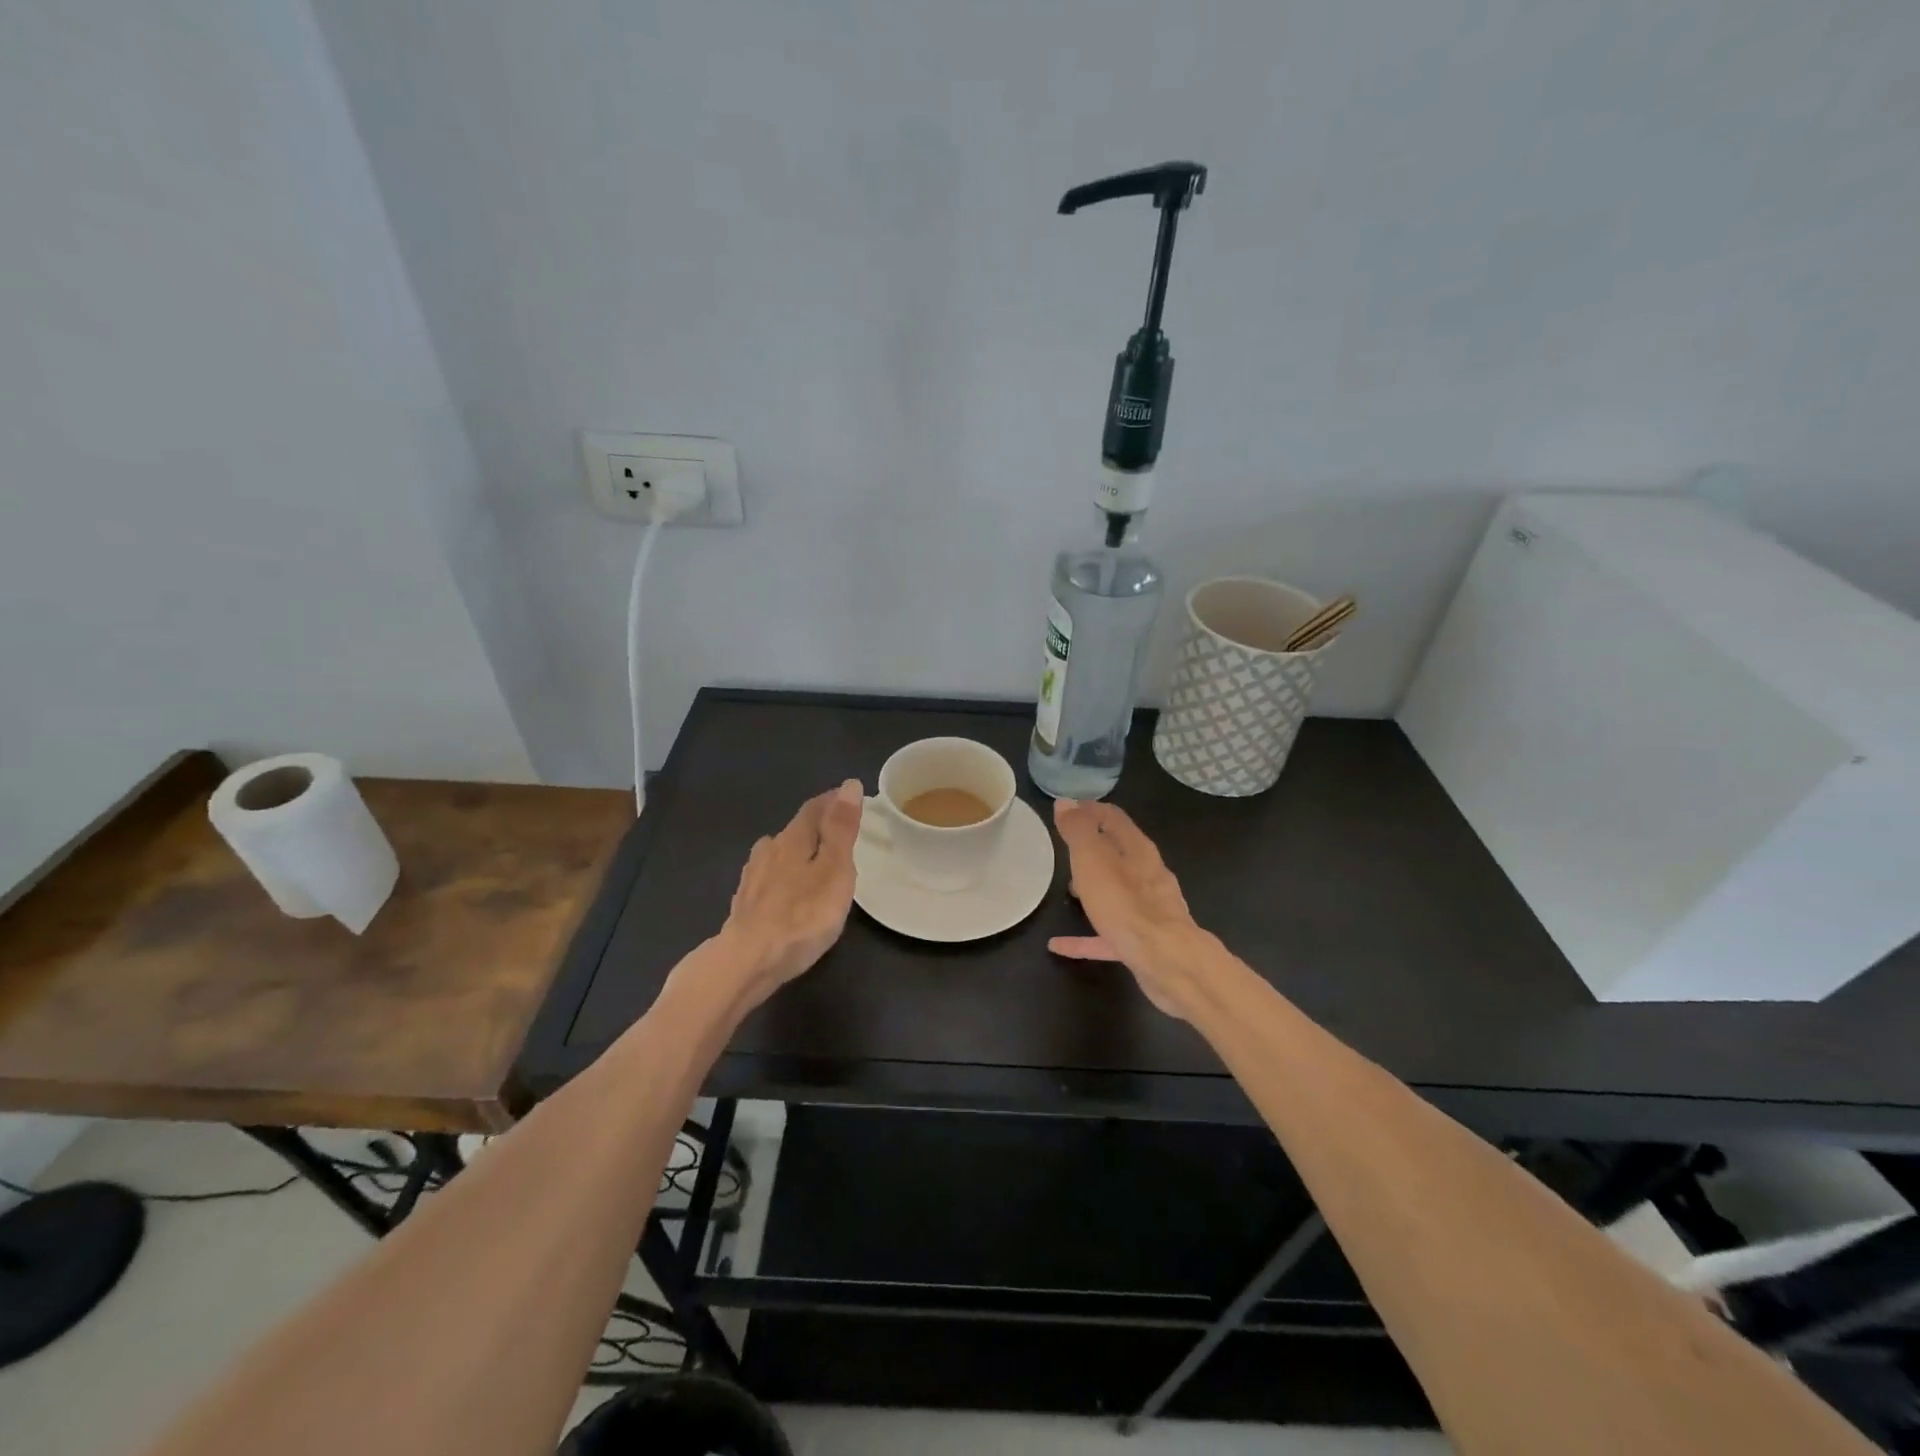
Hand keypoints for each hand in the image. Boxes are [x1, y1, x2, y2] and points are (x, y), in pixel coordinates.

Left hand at [715, 780, 863, 1006]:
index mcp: (792, 839)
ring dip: (796, 851)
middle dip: (816, 826)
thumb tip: (849, 785)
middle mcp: (768, 851)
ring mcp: (752, 878)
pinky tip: (785, 891)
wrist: (748, 962)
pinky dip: (782, 877)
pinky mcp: (744, 905)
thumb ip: (841, 829)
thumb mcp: (834, 869)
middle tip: (837, 831)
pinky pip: (768, 879)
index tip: (849, 796)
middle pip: (795, 830)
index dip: (832, 800)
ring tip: (813, 860)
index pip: (814, 808)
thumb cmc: (802, 916)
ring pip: (778, 854)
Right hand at [1048, 799, 1204, 1017]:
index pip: (1113, 818)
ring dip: (1093, 888)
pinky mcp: (1143, 941)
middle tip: (1066, 849)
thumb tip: (1065, 802)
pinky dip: (1085, 935)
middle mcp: (1148, 874)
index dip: (1089, 810)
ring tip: (1067, 891)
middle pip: (1118, 854)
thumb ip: (1078, 830)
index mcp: (1138, 849)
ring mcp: (1149, 910)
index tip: (1067, 811)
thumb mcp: (1092, 859)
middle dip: (1093, 849)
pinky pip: (1107, 934)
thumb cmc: (1125, 904)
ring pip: (1117, 892)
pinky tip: (1059, 945)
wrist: (1167, 961)